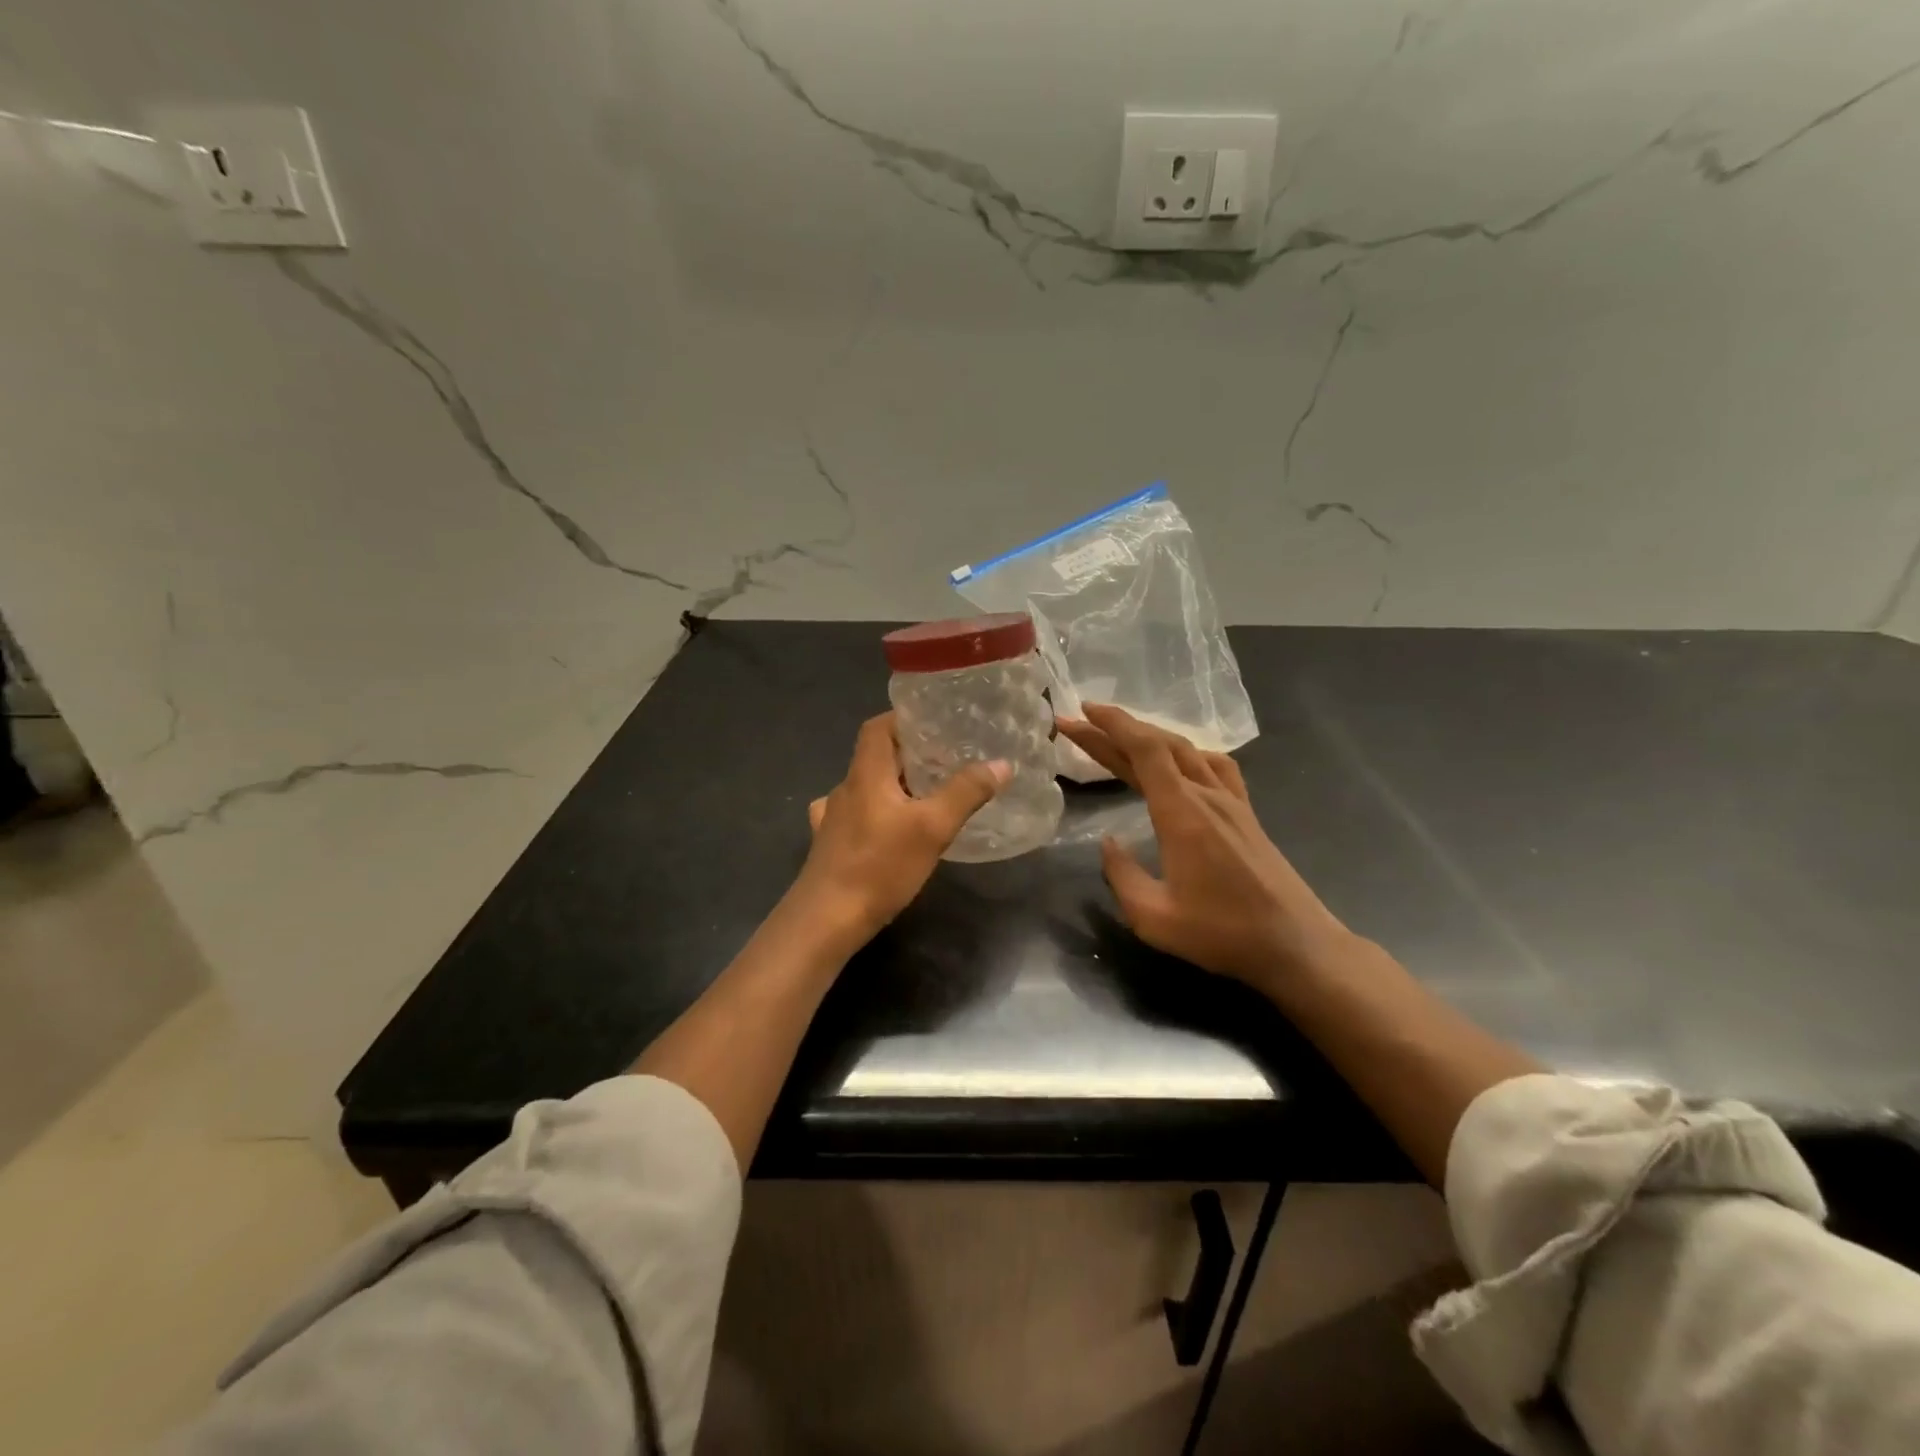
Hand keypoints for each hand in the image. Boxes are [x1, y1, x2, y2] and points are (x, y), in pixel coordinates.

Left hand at [794, 712, 1009, 948]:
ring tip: (924, 795)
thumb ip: (966, 793)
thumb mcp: (932, 828)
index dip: (903, 719)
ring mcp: (832, 819)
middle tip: (945, 761)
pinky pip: (854, 817)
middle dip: (908, 755)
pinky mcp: (829, 846)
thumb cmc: (879, 866)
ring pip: (865, 788)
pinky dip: (874, 814)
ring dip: (892, 785)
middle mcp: (845, 789)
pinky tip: (887, 829)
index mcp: (866, 774)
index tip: (934, 723)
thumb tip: (1001, 764)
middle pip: (874, 756)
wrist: (826, 919)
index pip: (878, 727)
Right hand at [1057, 705, 1351, 993]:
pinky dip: (1185, 753)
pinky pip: (1214, 766)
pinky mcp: (1246, 814)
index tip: (1082, 713)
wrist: (1297, 945)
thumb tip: (1108, 844)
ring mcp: (1232, 801)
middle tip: (1078, 724)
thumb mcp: (1154, 917)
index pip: (1146, 750)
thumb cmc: (1223, 933)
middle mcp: (1207, 796)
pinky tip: (1179, 761)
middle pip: (1160, 745)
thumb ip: (1122, 876)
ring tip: (1117, 739)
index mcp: (1182, 813)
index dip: (1113, 726)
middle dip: (1116, 730)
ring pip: (1186, 751)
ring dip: (1148, 738)